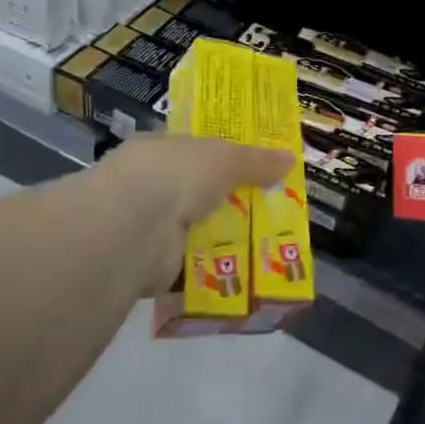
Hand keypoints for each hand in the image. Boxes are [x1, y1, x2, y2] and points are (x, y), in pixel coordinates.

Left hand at [81, 134, 292, 299]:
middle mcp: (151, 186)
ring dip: (224, 239)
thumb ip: (256, 161)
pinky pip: (193, 265)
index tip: (258, 171)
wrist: (135, 228)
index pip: (195, 152)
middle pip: (199, 193)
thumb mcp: (226, 159)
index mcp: (160, 152)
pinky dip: (214, 270)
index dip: (226, 160)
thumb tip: (290, 158)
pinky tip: (245, 272)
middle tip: (272, 211)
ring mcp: (150, 226)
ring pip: (197, 230)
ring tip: (269, 245)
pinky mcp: (154, 264)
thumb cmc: (177, 176)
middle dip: (230, 202)